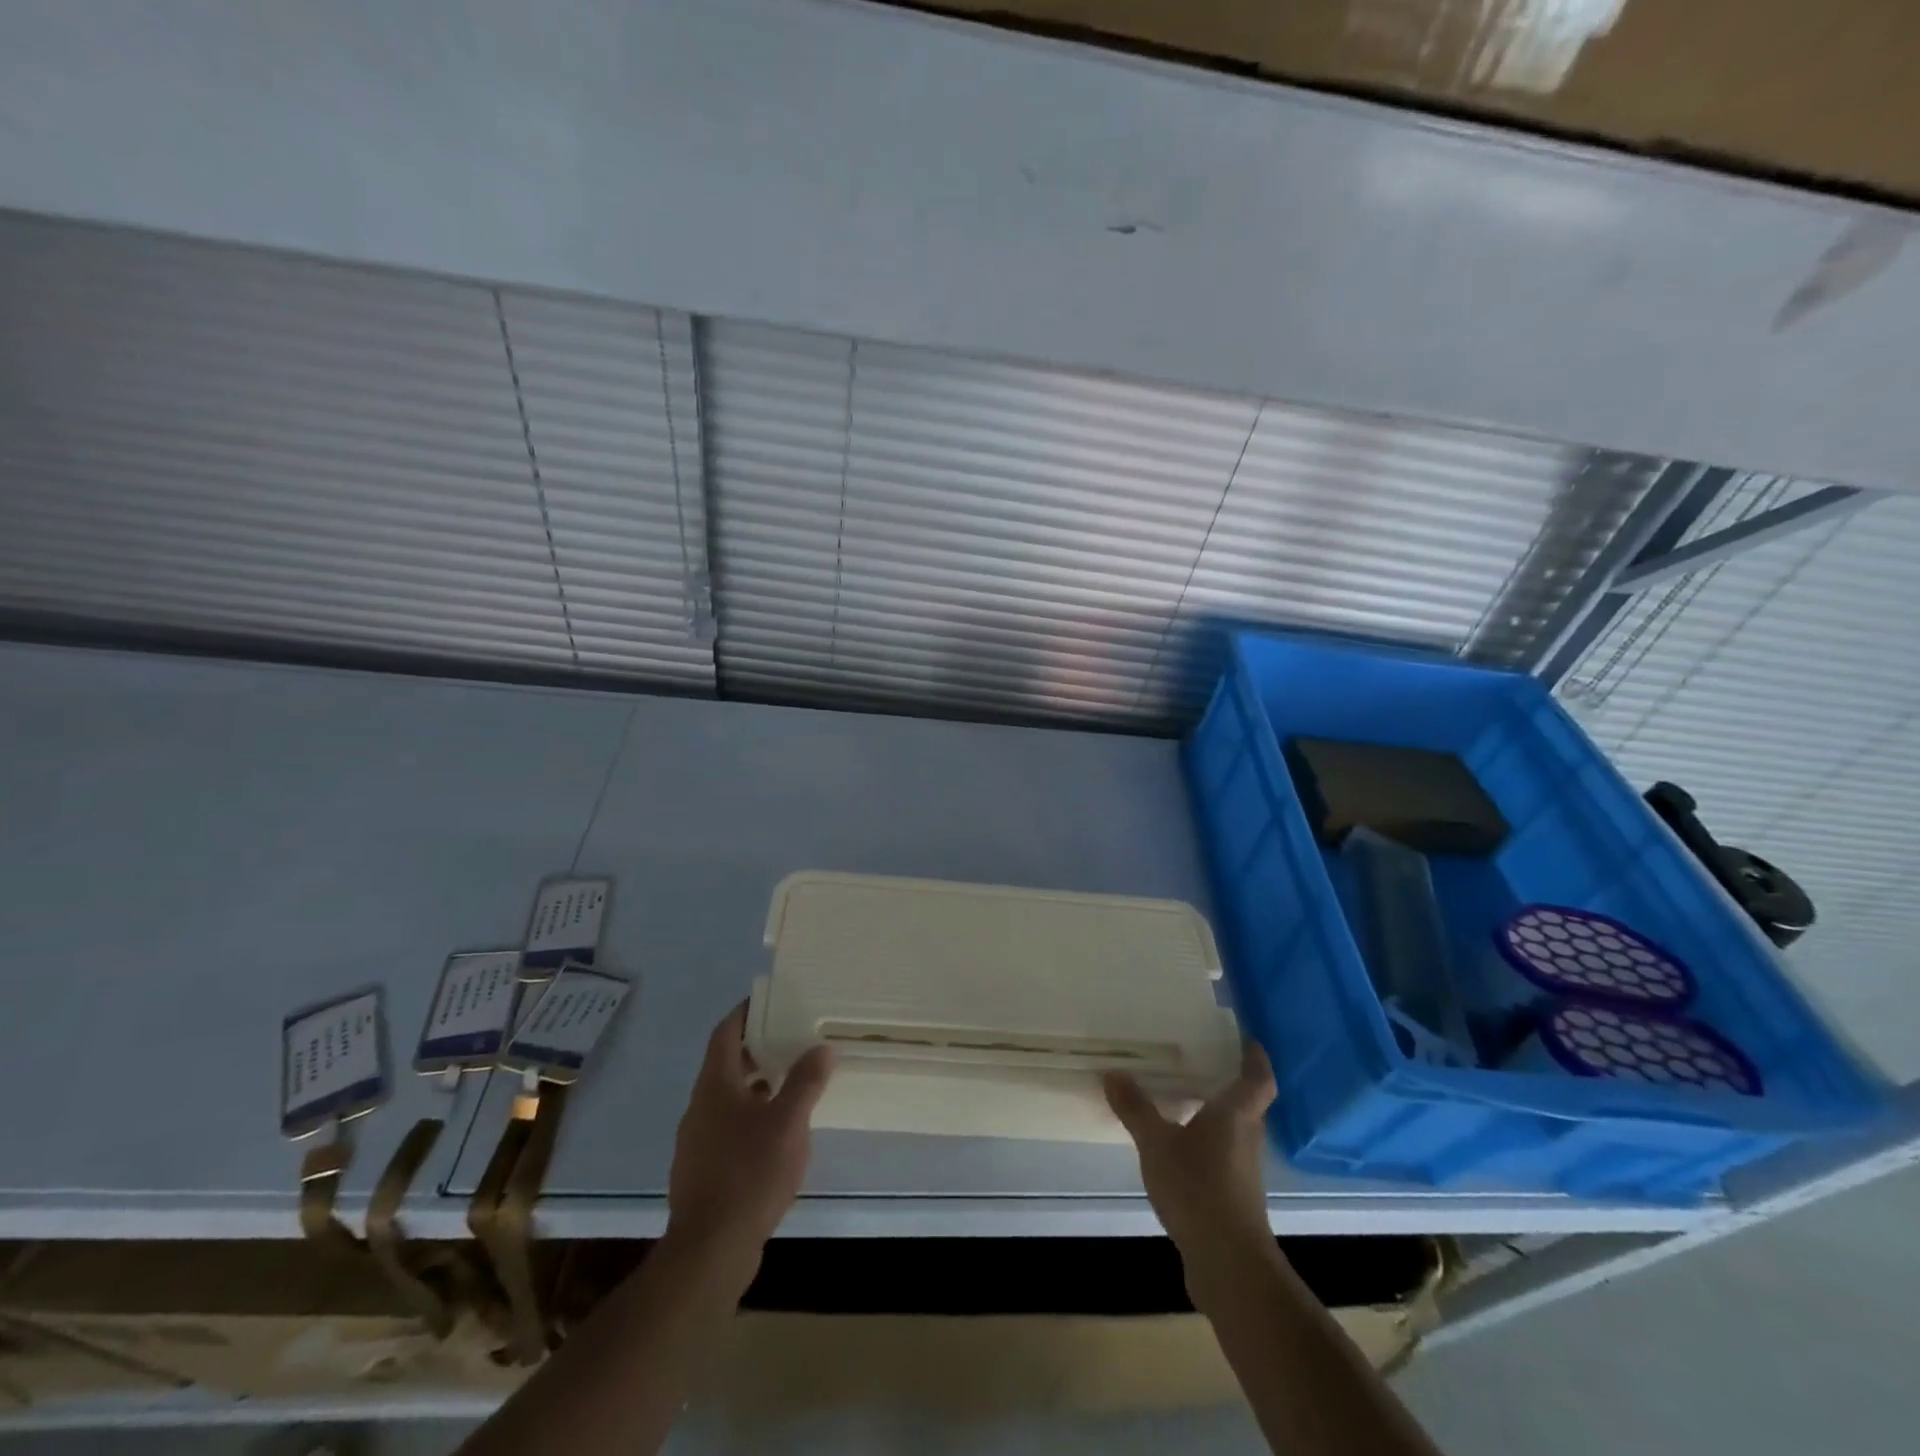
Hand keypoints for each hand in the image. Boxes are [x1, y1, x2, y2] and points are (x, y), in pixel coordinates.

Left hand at [664, 1003, 834, 1282]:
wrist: (709, 1251)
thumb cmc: (749, 1174)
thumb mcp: (788, 1123)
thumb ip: (805, 1081)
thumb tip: (823, 1047)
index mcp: (715, 1086)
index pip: (725, 1034)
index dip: (745, 1012)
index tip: (769, 999)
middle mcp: (700, 1107)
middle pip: (726, 1064)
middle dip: (756, 1049)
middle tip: (790, 1038)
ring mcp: (697, 1141)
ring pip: (727, 1098)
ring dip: (756, 1084)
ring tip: (791, 1083)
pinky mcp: (702, 1170)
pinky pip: (727, 1127)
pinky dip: (751, 1116)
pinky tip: (776, 1133)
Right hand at [1104, 1040, 1277, 1263]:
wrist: (1228, 1263)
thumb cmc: (1198, 1188)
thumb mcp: (1156, 1143)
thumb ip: (1136, 1108)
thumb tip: (1112, 1073)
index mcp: (1236, 1115)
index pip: (1258, 1079)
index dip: (1255, 1059)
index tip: (1246, 1040)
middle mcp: (1246, 1138)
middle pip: (1248, 1104)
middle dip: (1230, 1084)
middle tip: (1203, 1062)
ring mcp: (1243, 1171)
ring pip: (1234, 1132)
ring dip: (1217, 1115)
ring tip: (1186, 1099)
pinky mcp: (1234, 1198)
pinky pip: (1222, 1157)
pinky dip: (1206, 1145)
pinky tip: (1180, 1148)